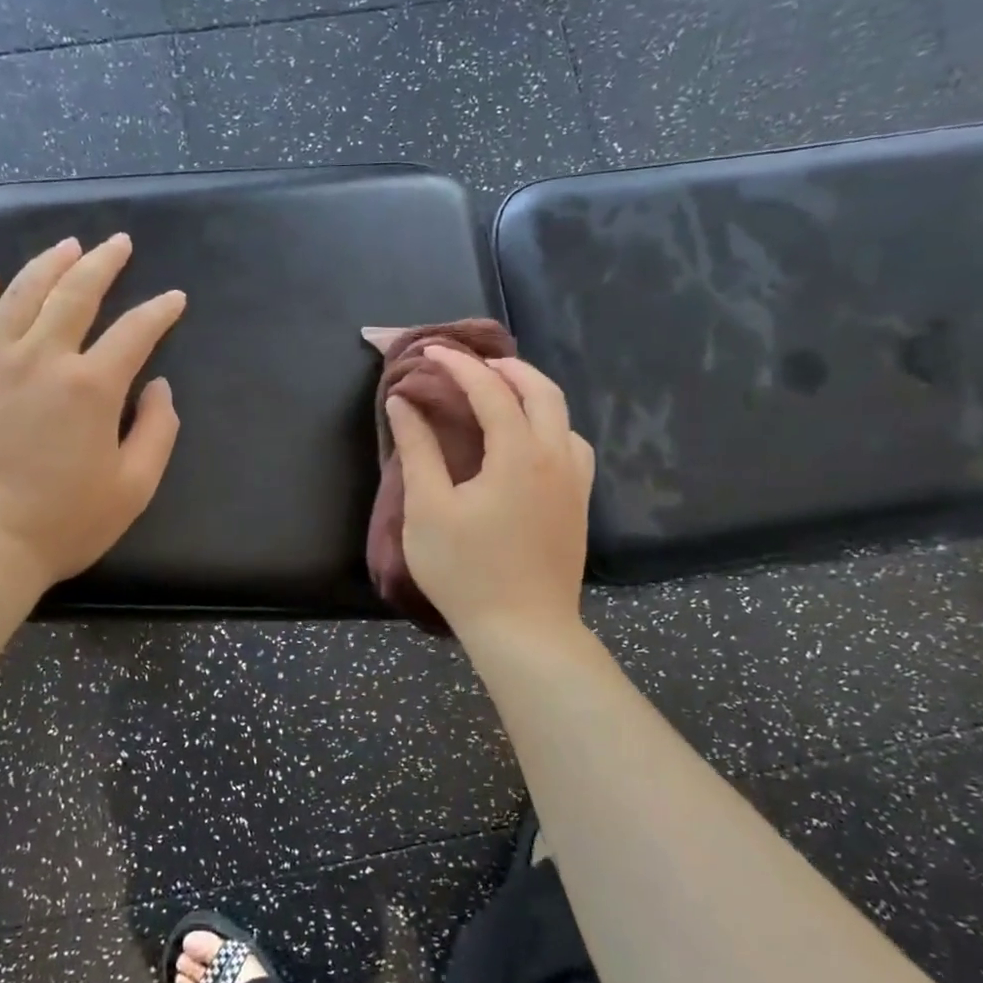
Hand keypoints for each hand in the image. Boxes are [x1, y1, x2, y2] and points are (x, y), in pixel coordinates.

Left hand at [0, 233, 185, 592]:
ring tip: (67, 245)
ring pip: (19, 295)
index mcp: (91, 387)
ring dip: (47, 264)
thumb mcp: (133, 488)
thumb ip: (157, 432)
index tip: (174, 299)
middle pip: (75, 293)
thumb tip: (159, 388)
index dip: (160, 311)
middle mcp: (40, 359)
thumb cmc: (62, 524)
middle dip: (102, 263)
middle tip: (118, 243)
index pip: (135, 332)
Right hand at [386, 347, 594, 643]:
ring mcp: (574, 481)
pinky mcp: (579, 504)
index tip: (431, 352)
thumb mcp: (428, 510)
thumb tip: (403, 403)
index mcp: (518, 453)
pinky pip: (572, 445)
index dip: (458, 365)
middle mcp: (555, 456)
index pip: (490, 390)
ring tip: (500, 393)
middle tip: (469, 363)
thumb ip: (417, 450)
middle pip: (540, 390)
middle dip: (505, 367)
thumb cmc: (466, 571)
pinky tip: (530, 442)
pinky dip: (550, 425)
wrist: (524, 630)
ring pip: (563, 416)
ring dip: (532, 393)